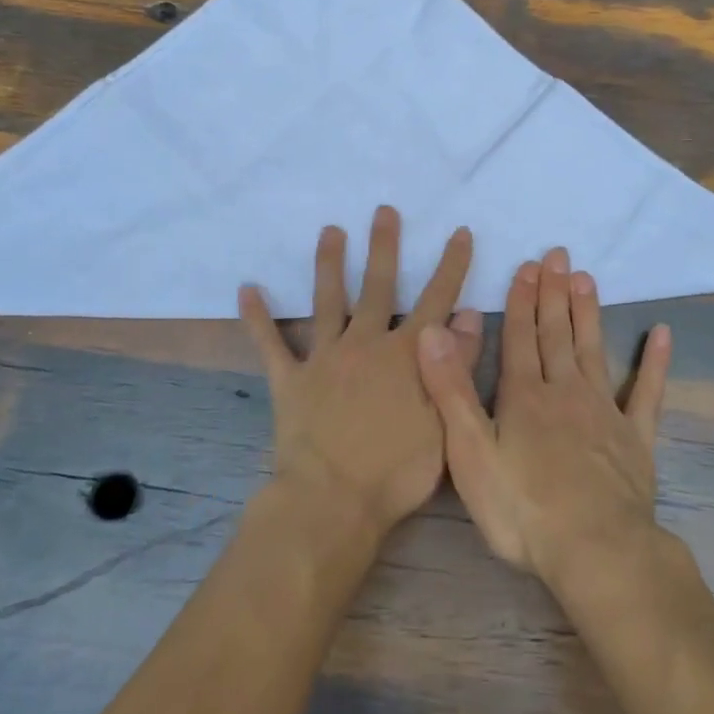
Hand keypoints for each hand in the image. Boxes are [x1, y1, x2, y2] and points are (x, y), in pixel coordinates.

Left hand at [241, 206, 481, 540]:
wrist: (333, 502)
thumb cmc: (397, 470)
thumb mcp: (444, 421)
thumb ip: (455, 365)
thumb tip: (467, 316)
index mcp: (405, 355)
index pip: (436, 299)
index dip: (450, 266)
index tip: (459, 232)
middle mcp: (365, 344)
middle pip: (377, 286)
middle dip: (384, 247)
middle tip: (383, 211)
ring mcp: (324, 359)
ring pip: (327, 302)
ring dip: (328, 264)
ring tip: (329, 231)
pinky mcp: (290, 380)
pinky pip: (270, 344)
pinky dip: (257, 318)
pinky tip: (246, 289)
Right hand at [415, 246, 672, 588]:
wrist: (595, 551)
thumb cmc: (523, 509)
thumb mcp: (470, 453)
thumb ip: (451, 390)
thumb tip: (432, 331)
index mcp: (524, 396)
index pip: (520, 337)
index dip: (521, 300)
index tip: (527, 266)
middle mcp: (565, 392)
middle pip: (557, 334)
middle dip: (553, 293)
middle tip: (557, 255)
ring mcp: (604, 412)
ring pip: (593, 350)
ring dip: (588, 313)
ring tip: (586, 278)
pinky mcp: (635, 439)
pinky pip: (646, 392)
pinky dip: (654, 363)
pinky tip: (662, 334)